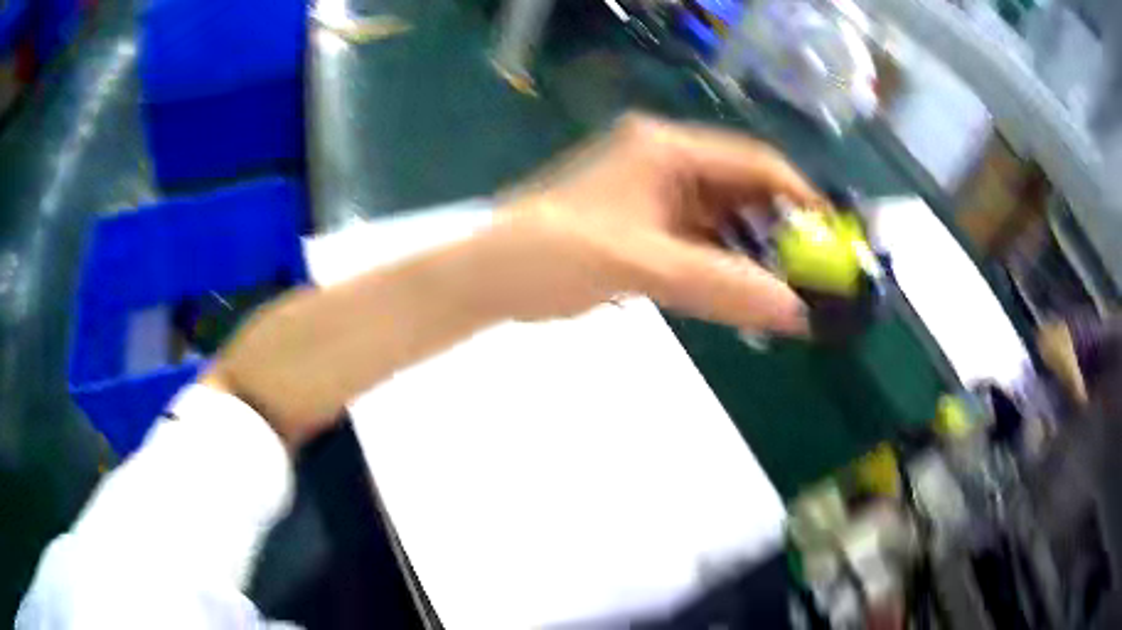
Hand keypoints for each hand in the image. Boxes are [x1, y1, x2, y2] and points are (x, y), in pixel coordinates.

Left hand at [203, 114, 822, 447]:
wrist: (489, 278)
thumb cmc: (553, 253)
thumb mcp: (641, 266)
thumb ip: (721, 287)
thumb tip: (795, 312)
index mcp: (665, 148)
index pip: (752, 161)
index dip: (797, 195)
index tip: (831, 236)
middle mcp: (665, 161)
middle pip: (741, 191)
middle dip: (779, 231)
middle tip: (815, 273)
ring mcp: (654, 195)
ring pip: (723, 221)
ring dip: (752, 254)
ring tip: (788, 291)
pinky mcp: (644, 226)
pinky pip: (699, 243)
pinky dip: (723, 267)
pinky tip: (744, 295)